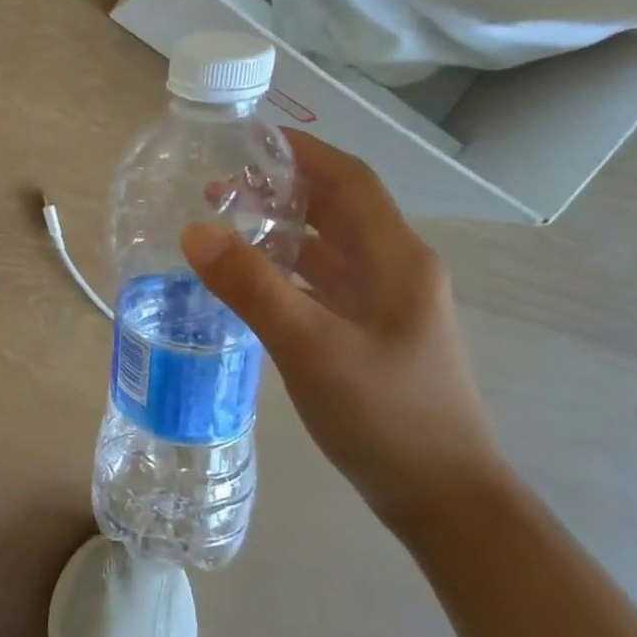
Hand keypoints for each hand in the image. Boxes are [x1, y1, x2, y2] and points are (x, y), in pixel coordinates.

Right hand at [180, 131, 508, 532]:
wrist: (442, 497)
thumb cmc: (386, 415)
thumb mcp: (312, 347)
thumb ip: (253, 287)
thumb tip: (194, 231)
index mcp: (395, 259)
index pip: (348, 181)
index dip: (302, 153)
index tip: (245, 139)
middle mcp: (394, 271)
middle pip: (335, 210)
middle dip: (279, 189)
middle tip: (215, 187)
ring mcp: (383, 306)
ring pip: (326, 249)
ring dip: (278, 230)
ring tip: (222, 226)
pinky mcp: (367, 335)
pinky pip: (320, 284)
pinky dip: (283, 270)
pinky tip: (246, 282)